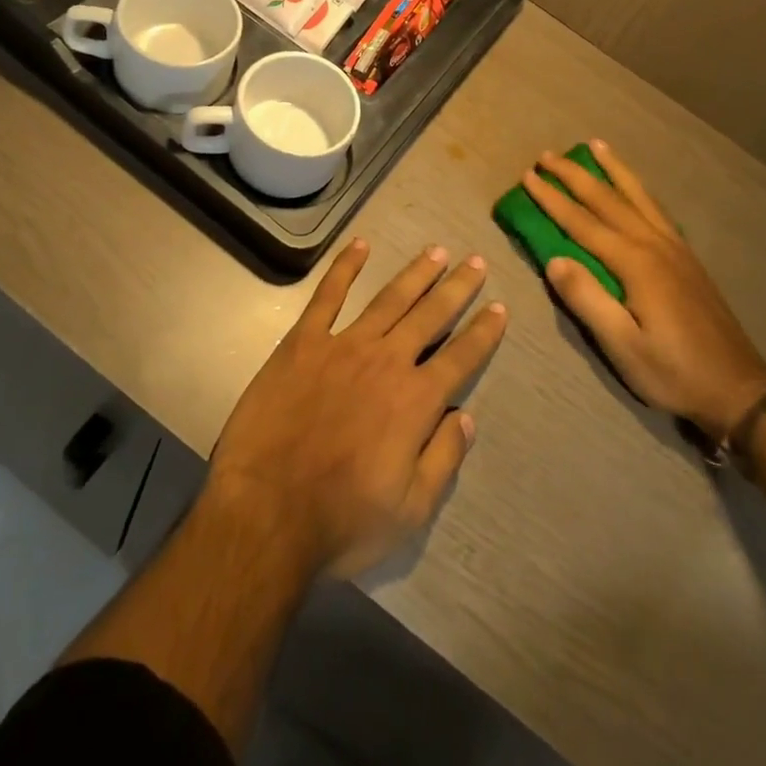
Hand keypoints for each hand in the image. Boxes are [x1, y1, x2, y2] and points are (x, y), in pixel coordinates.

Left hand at [207, 240, 507, 580]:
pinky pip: (328, 296)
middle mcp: (387, 361)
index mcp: (416, 401)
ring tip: (437, 251)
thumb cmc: (341, 520)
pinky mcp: (303, 342)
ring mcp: (343, 346)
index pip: (461, 357)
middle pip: (431, 315)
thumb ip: (443, 459)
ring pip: (389, 298)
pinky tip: (360, 245)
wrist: (265, 513)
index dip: (484, 332)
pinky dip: (345, 267)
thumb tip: (466, 417)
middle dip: (457, 287)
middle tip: (476, 261)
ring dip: (416, 273)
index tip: (500, 308)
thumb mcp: (409, 510)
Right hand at [523, 141, 765, 444]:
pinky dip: (638, 189)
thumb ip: (587, 300)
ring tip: (595, 145)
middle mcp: (654, 244)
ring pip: (637, 196)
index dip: (553, 199)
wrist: (738, 389)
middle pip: (608, 199)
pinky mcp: (687, 258)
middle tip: (547, 154)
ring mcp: (675, 248)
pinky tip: (634, 187)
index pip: (583, 223)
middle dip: (575, 175)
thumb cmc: (673, 372)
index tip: (528, 176)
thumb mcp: (623, 347)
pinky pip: (656, 209)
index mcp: (636, 263)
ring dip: (613, 169)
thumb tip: (554, 260)